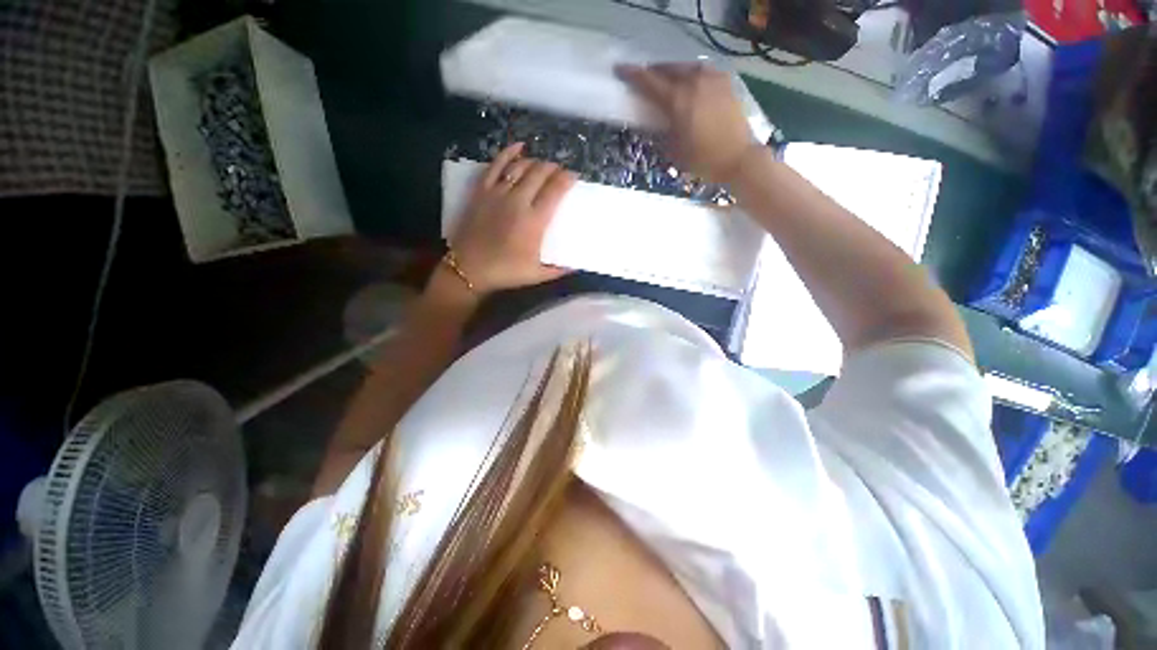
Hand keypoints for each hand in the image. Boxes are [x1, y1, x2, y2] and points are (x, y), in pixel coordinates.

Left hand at [450, 142, 576, 293]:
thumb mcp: (537, 275)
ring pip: (521, 167)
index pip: (555, 190)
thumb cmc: (505, 272)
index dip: (567, 179)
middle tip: (560, 172)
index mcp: (534, 221)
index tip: (574, 177)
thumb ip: (559, 269)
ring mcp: (498, 193)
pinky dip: (508, 153)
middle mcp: (518, 201)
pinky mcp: (482, 191)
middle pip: (540, 173)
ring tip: (543, 166)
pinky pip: (496, 165)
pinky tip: (519, 146)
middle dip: (554, 168)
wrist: (468, 269)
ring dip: (536, 162)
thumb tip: (576, 266)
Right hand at [616, 62, 758, 183]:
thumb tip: (653, 120)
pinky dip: (690, 74)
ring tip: (666, 80)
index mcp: (678, 100)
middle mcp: (694, 82)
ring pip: (686, 67)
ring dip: (672, 72)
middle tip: (644, 79)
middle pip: (668, 69)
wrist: (738, 158)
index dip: (633, 75)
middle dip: (653, 72)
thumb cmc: (703, 160)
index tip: (621, 69)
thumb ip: (661, 131)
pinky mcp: (725, 82)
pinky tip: (689, 83)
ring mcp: (712, 79)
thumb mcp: (673, 151)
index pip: (650, 82)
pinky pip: (702, 71)